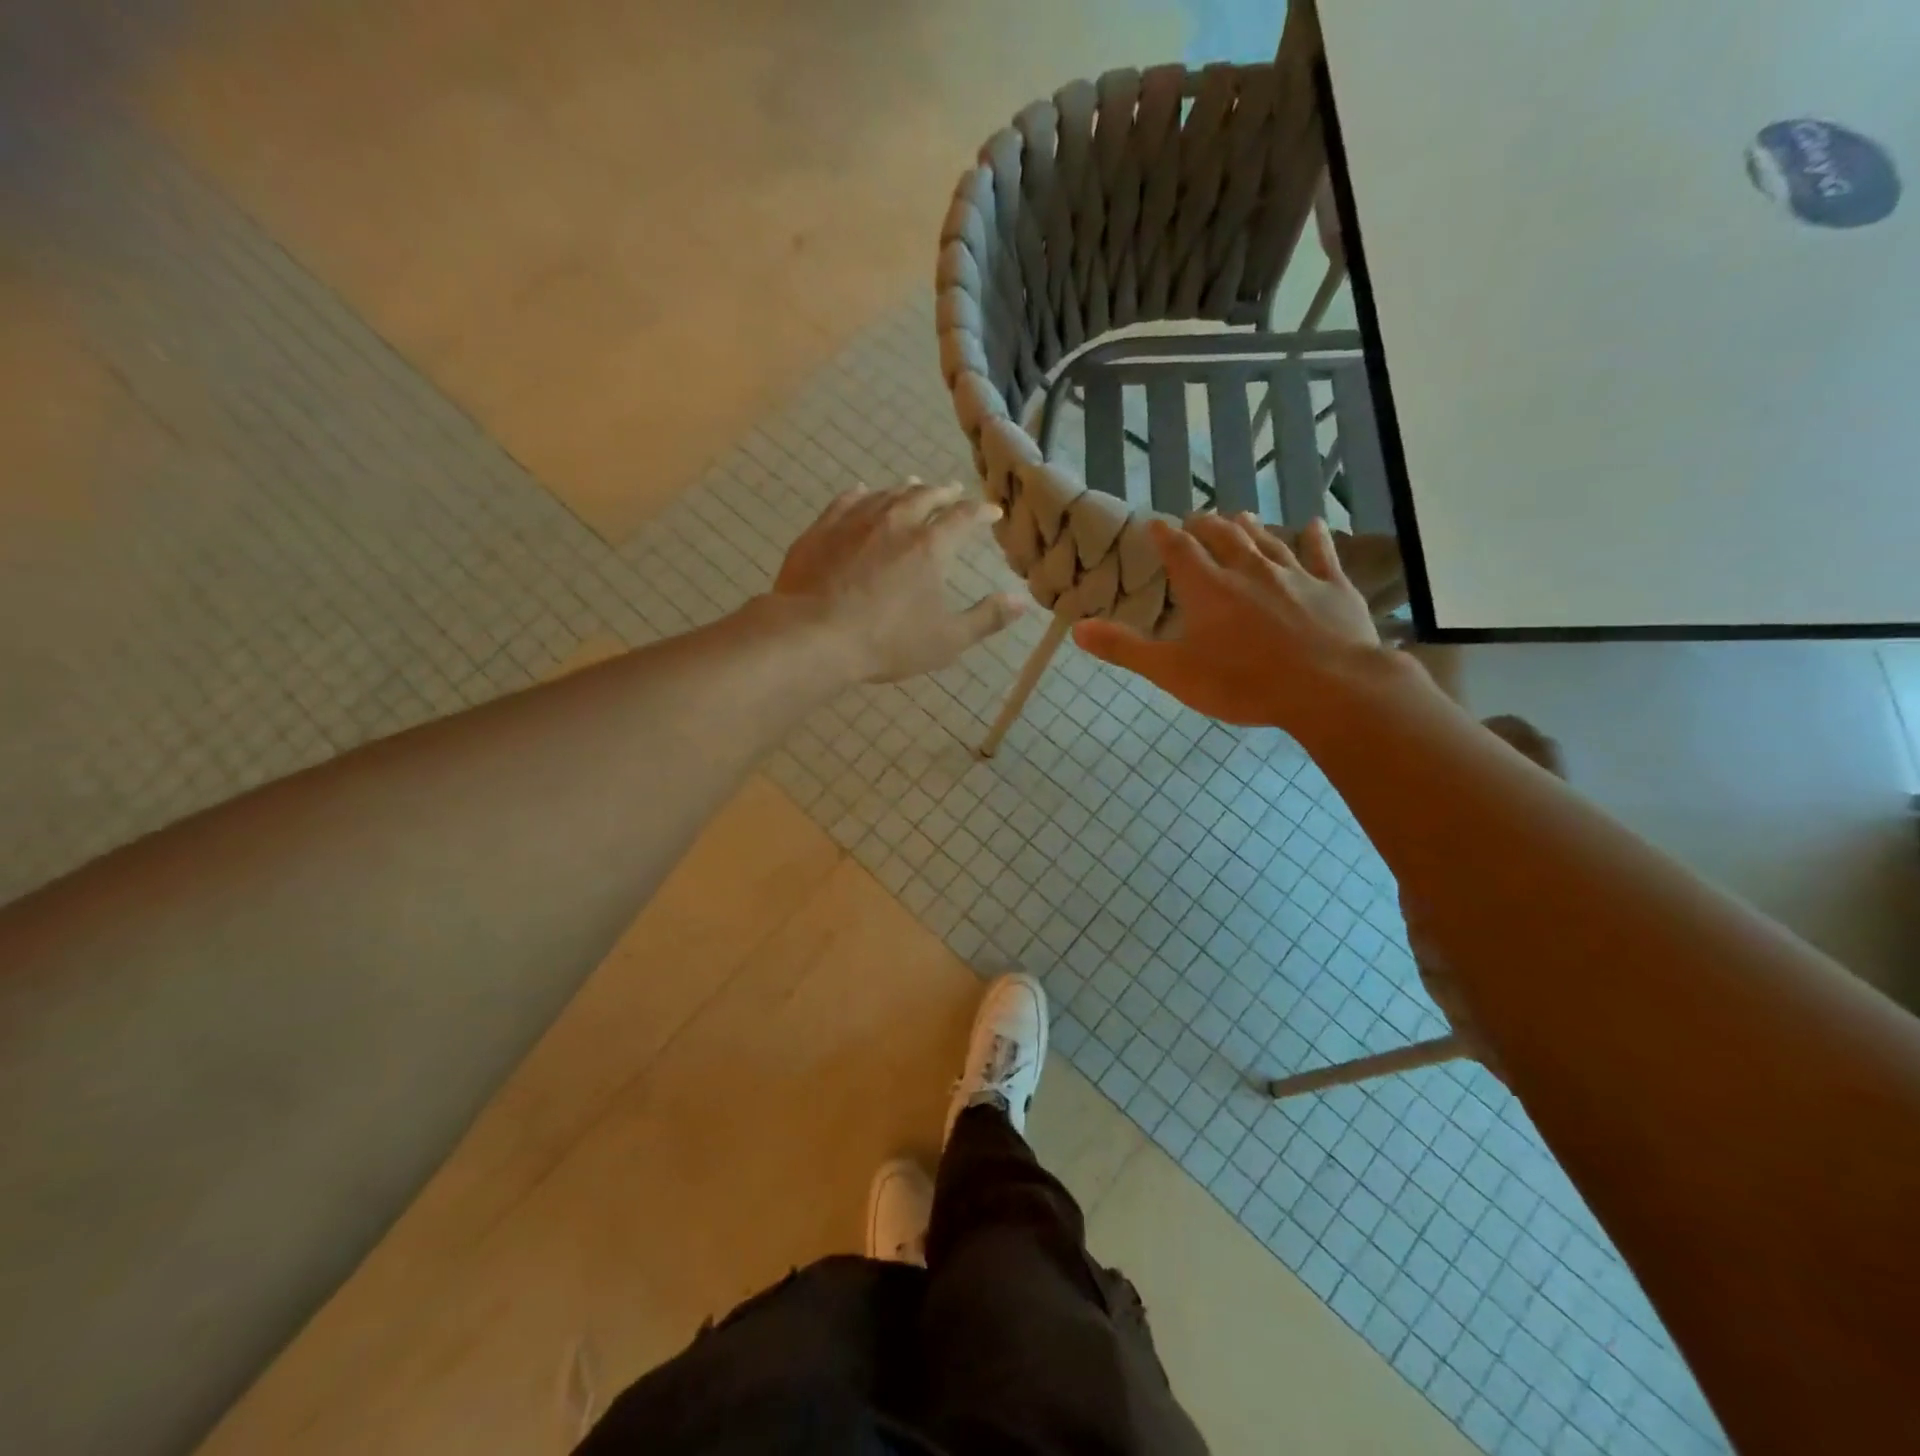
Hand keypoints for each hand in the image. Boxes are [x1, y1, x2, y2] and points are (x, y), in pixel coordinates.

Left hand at [772, 481, 1026, 682]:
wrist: (814, 636)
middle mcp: (896, 522)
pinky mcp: (822, 529)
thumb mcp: (947, 640)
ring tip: (914, 484)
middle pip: (924, 497)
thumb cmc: (887, 642)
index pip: (963, 518)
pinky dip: (862, 494)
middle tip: (952, 490)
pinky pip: (846, 500)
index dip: (981, 512)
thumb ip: (987, 618)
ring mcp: (855, 521)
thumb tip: (1022, 601)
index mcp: (930, 547)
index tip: (992, 511)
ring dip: (905, 488)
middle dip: (943, 492)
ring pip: (887, 494)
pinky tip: (863, 492)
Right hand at [1073, 512, 1385, 727]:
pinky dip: (1314, 538)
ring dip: (1251, 527)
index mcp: (1208, 588)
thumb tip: (1077, 628)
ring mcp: (1295, 575)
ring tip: (1241, 516)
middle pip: (1224, 537)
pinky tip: (1313, 525)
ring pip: (1267, 541)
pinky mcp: (1332, 587)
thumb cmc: (1242, 683)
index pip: (1180, 550)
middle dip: (1207, 526)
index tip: (1156, 524)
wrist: (1328, 688)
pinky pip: (1321, 554)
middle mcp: (1248, 570)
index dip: (1165, 536)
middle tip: (1198, 519)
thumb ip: (1125, 649)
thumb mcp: (1172, 672)